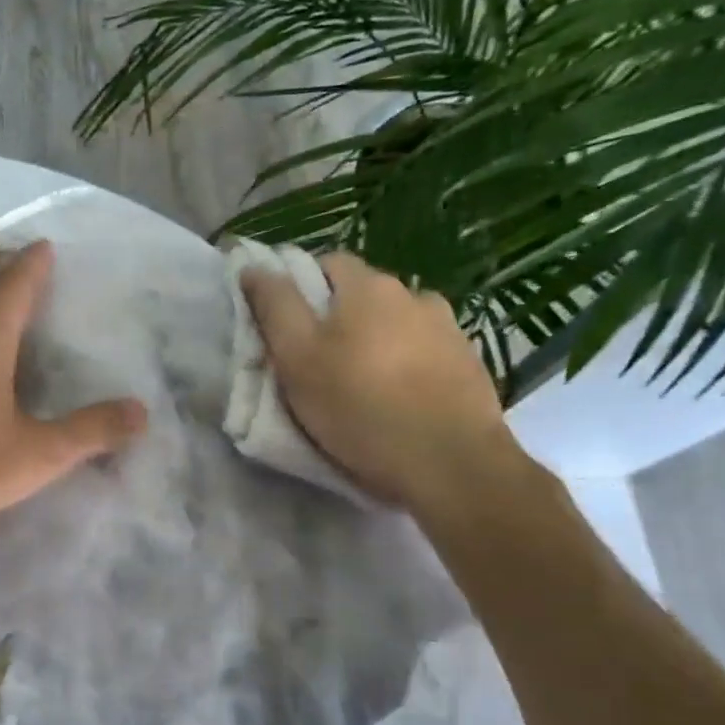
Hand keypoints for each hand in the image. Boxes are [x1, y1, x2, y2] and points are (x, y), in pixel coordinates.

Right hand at [241, 253, 521, 516]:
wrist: (449, 462)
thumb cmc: (359, 407)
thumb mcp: (297, 358)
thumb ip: (275, 307)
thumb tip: (254, 267)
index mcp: (368, 286)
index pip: (327, 263)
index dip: (301, 288)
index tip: (287, 328)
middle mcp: (413, 294)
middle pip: (364, 295)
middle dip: (339, 319)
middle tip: (318, 364)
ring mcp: (448, 328)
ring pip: (398, 324)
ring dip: (378, 342)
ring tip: (363, 385)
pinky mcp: (470, 363)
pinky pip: (426, 353)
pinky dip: (408, 366)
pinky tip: (400, 399)